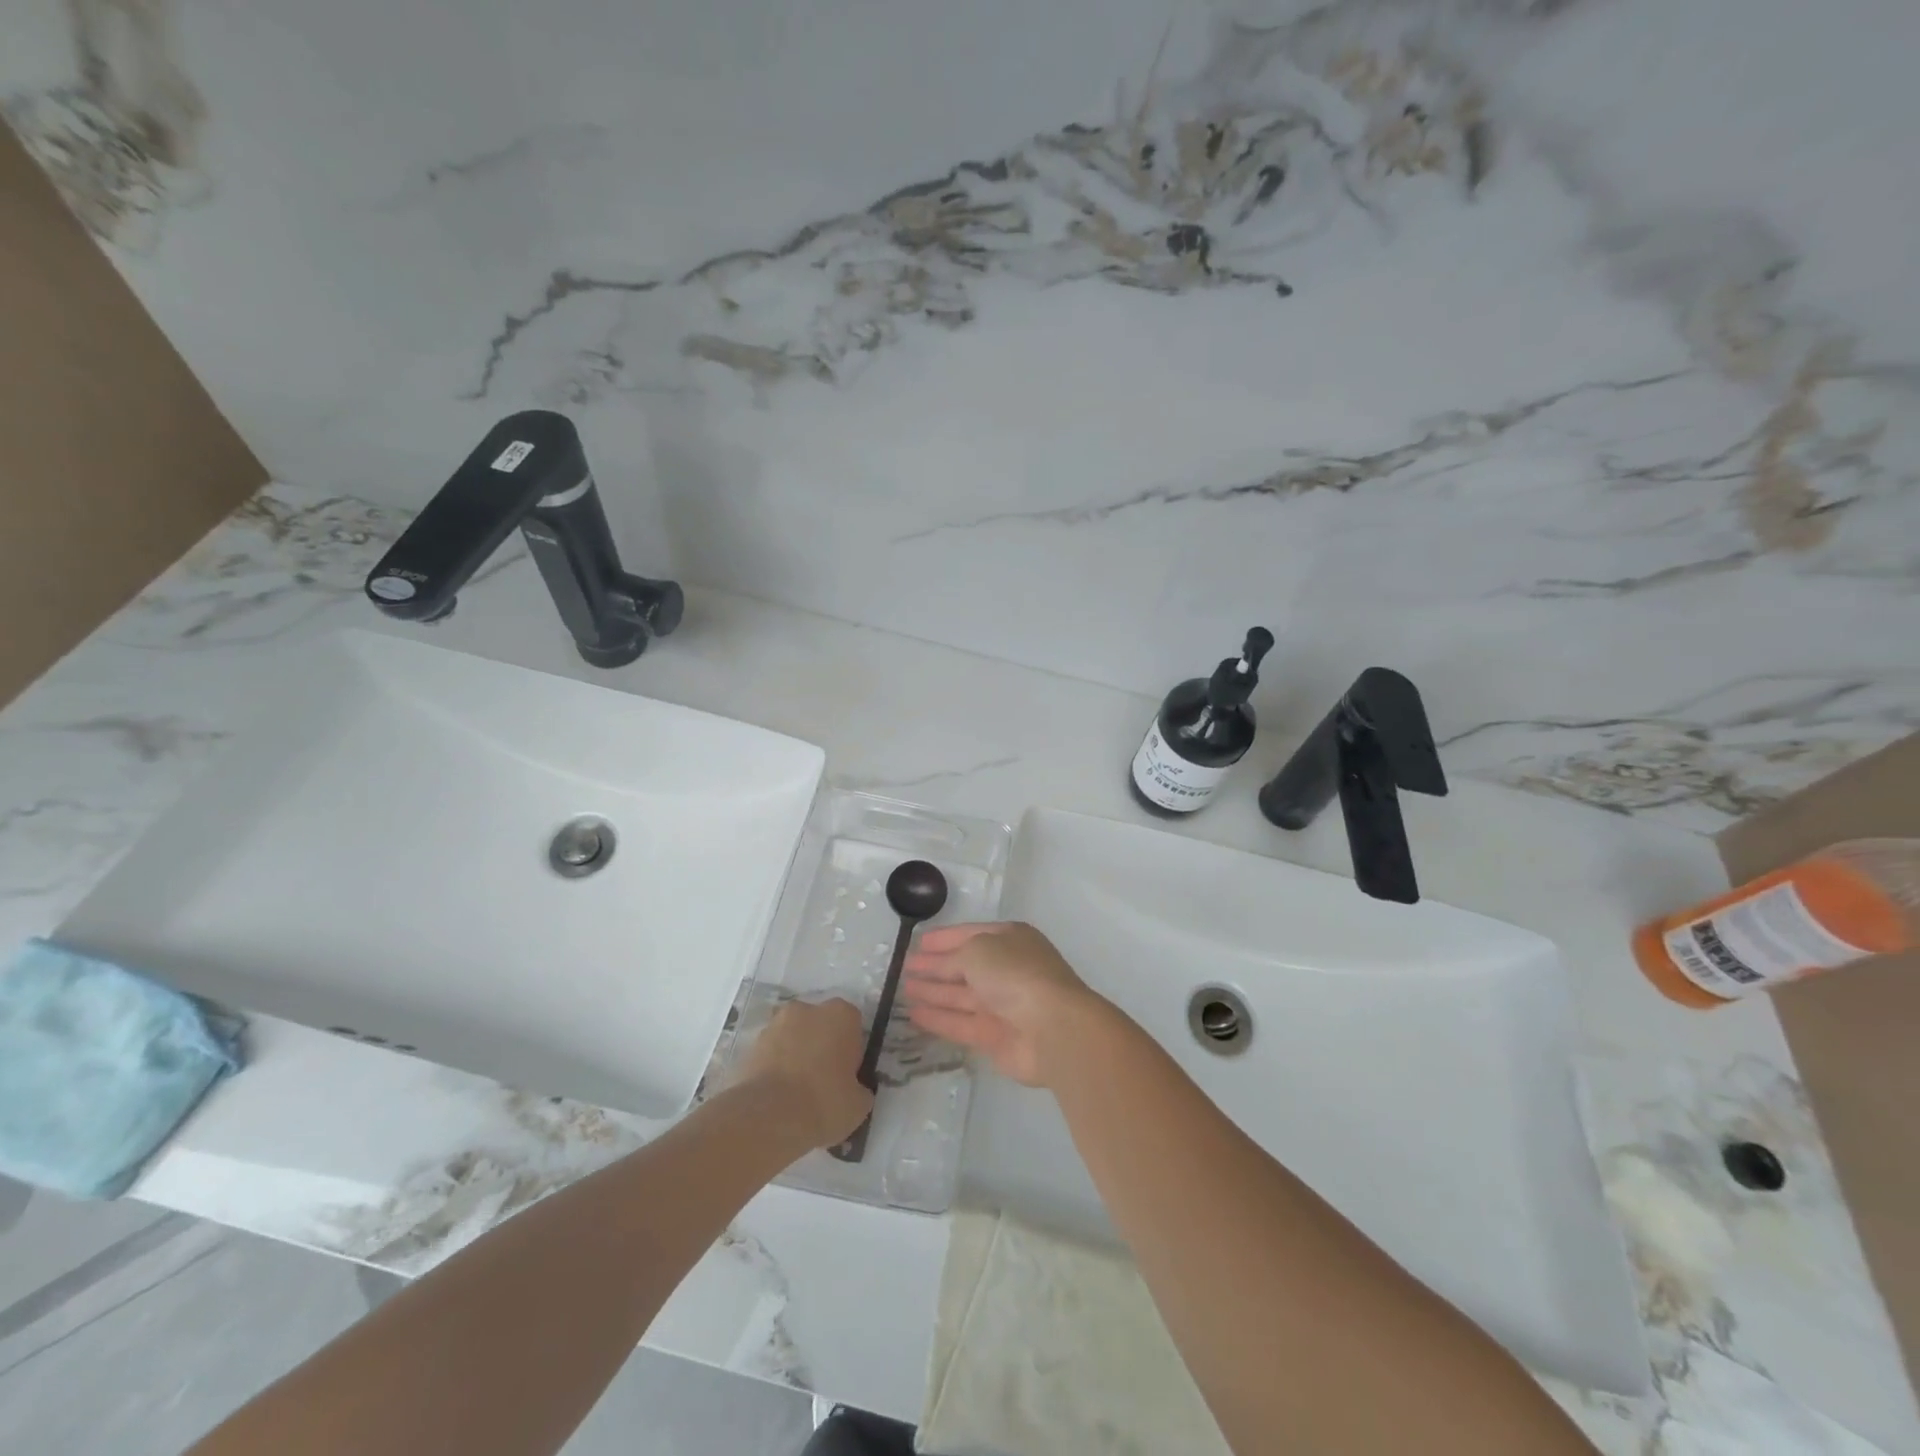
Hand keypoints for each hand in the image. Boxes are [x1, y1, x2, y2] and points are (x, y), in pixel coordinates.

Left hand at [734, 999, 872, 1148]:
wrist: (769, 1117)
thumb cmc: (824, 1102)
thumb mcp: (859, 1105)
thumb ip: (860, 1089)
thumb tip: (855, 1090)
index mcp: (841, 1015)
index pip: (852, 1025)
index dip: (850, 1050)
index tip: (847, 1075)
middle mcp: (808, 1009)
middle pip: (820, 1025)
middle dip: (821, 1046)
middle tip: (822, 1083)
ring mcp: (775, 1024)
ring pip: (793, 1037)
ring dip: (796, 1056)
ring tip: (795, 1094)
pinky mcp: (751, 1044)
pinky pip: (771, 1054)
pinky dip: (774, 1068)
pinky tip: (776, 1097)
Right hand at [901, 922, 1105, 1086]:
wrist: (1053, 1029)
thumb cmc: (1015, 974)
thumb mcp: (978, 950)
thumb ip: (952, 957)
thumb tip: (937, 965)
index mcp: (1010, 939)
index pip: (970, 934)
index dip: (944, 938)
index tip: (917, 943)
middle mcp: (1007, 969)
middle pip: (965, 966)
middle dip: (935, 966)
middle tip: (904, 967)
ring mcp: (1002, 1004)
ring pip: (961, 995)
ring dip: (933, 991)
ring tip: (903, 989)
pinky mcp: (995, 1037)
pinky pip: (961, 1023)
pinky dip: (938, 1018)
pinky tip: (913, 1014)